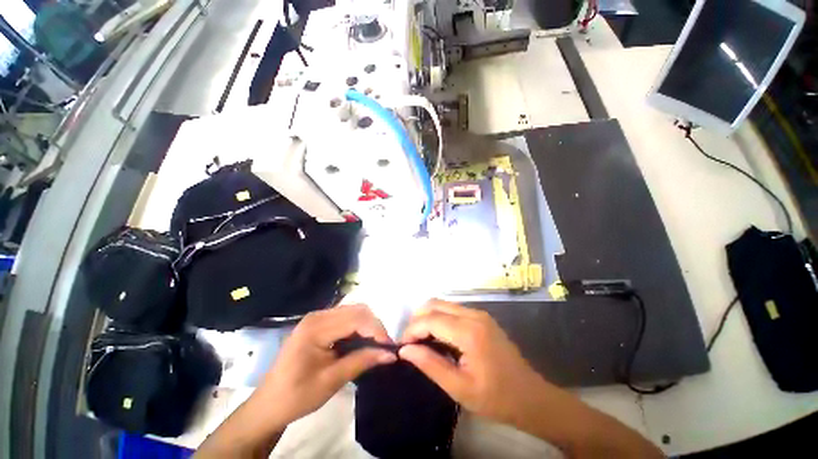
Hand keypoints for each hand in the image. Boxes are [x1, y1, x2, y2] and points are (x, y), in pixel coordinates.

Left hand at [256, 304, 396, 426]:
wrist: (268, 404)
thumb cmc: (297, 396)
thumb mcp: (332, 381)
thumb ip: (362, 361)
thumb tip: (390, 354)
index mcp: (316, 328)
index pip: (356, 318)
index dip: (376, 330)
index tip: (389, 347)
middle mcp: (318, 315)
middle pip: (356, 310)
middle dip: (374, 326)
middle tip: (383, 346)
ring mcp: (317, 317)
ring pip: (353, 311)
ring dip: (367, 325)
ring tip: (375, 344)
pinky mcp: (318, 322)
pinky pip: (345, 316)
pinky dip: (358, 326)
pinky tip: (361, 340)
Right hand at [399, 300, 553, 427]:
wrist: (531, 397)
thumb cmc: (496, 398)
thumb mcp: (459, 388)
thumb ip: (430, 365)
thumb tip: (405, 350)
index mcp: (469, 332)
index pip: (431, 319)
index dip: (412, 330)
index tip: (402, 346)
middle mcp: (474, 315)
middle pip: (435, 304)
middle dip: (418, 319)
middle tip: (410, 342)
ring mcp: (479, 314)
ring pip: (443, 304)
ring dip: (428, 317)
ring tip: (421, 340)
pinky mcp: (482, 317)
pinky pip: (453, 310)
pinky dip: (440, 318)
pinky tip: (438, 337)